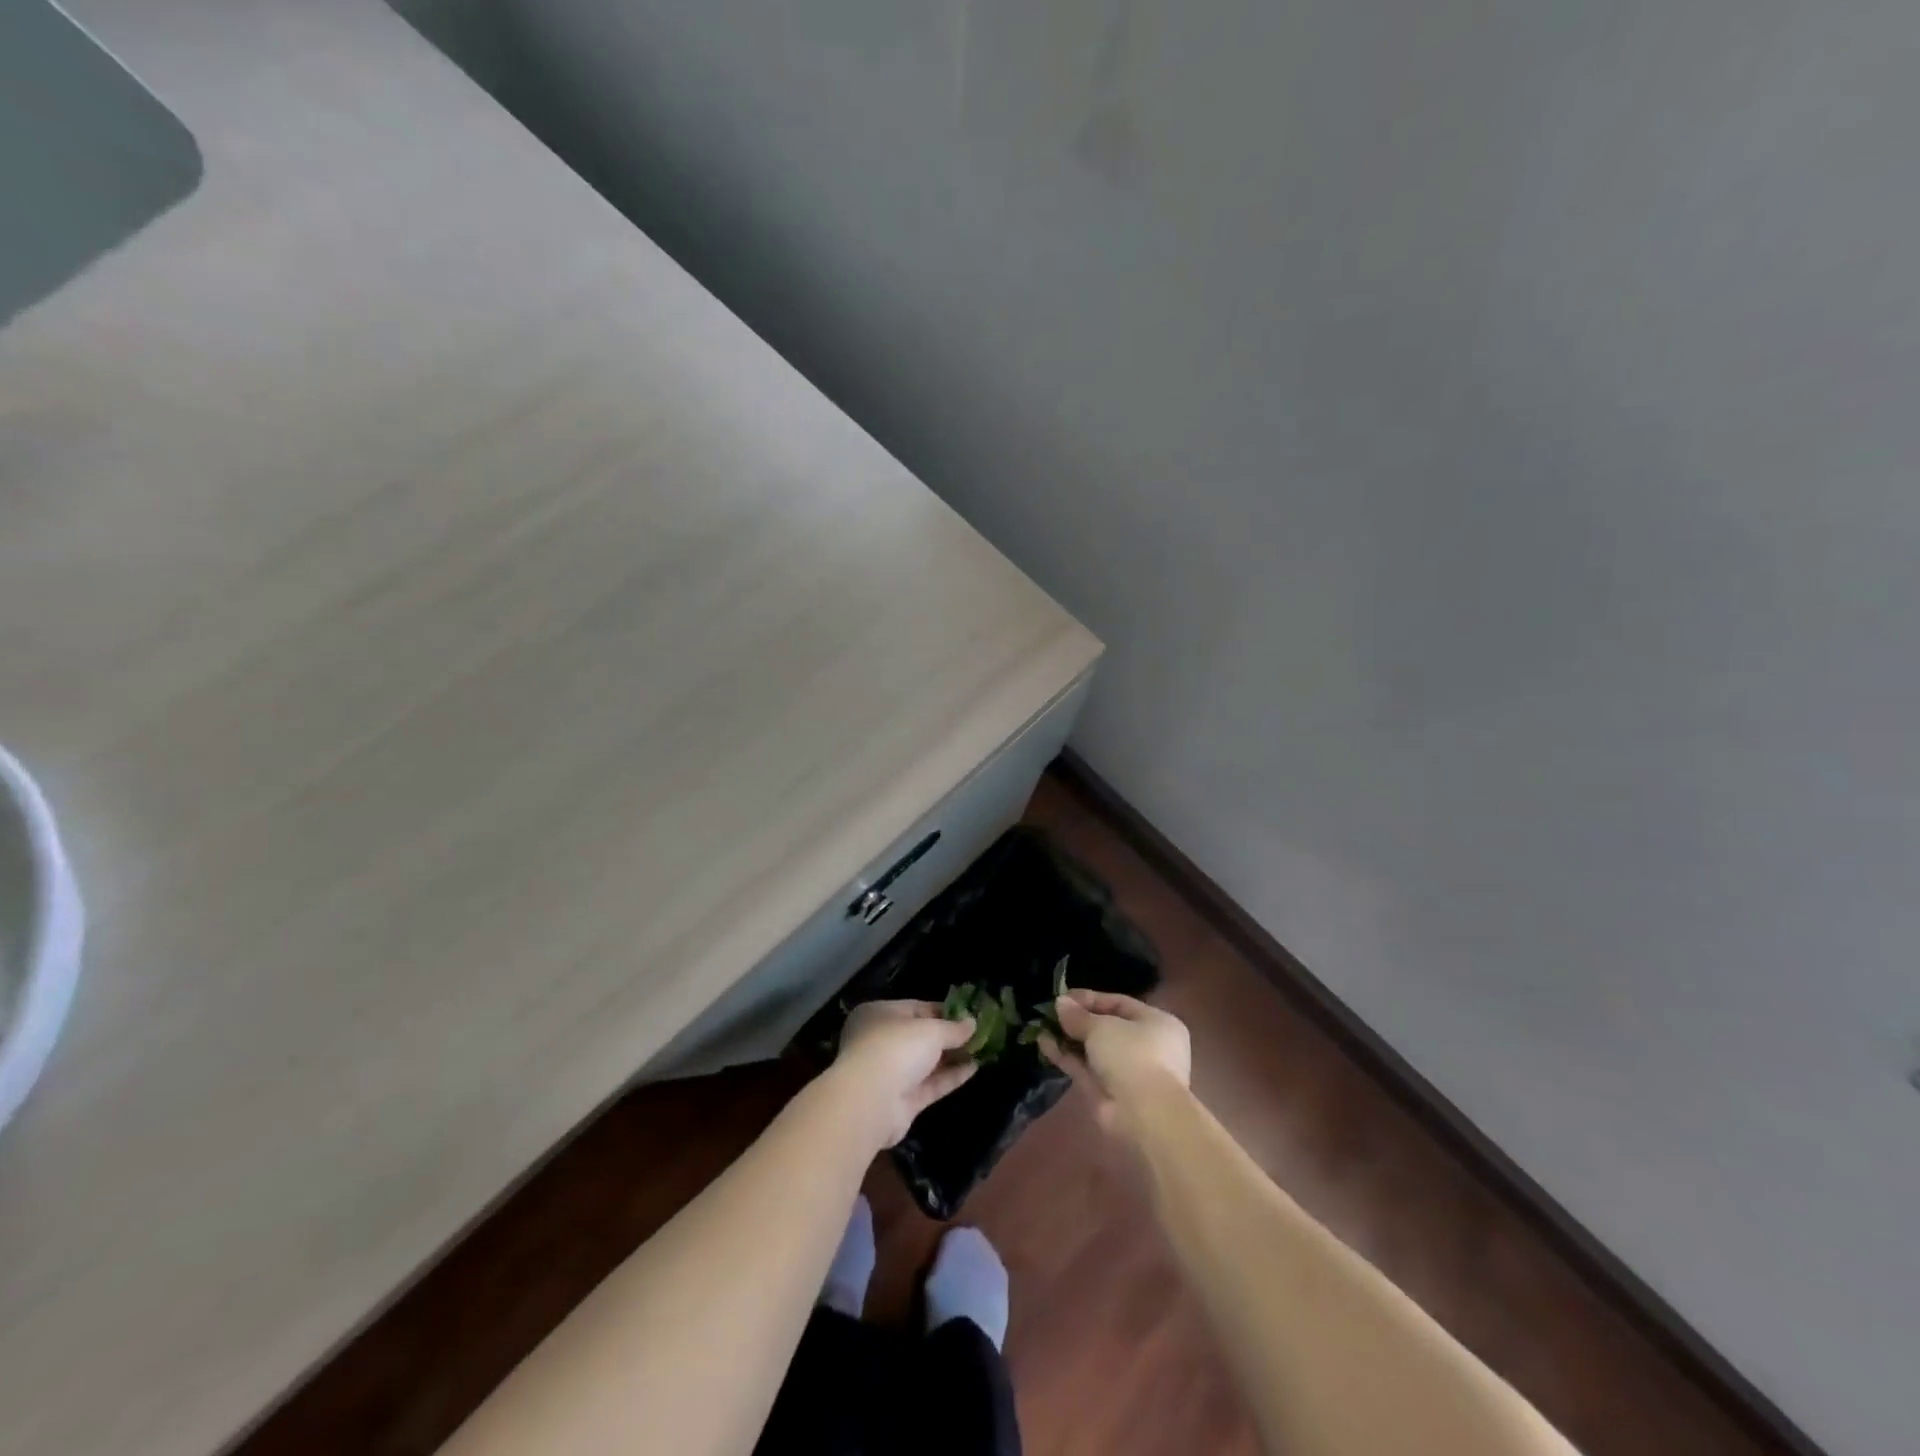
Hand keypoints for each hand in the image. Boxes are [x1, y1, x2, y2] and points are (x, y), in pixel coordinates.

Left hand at [832, 999, 979, 1147]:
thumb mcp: (931, 1030)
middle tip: (978, 1033)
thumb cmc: (897, 1048)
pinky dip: (950, 1077)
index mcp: (878, 1015)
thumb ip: (953, 1028)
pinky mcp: (901, 1101)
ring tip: (982, 1050)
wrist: (871, 1101)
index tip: (968, 1014)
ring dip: (952, 1057)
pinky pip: (929, 1084)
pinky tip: (974, 1069)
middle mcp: (880, 1042)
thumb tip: (972, 1023)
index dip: (943, 1011)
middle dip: (948, 1036)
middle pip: (920, 1037)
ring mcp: (890, 1073)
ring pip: (926, 1062)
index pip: (915, 1008)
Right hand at [1040, 989, 1191, 1135]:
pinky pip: (1085, 1068)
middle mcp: (1145, 1046)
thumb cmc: (1132, 1055)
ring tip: (1042, 1026)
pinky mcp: (1108, 1092)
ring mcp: (1126, 1072)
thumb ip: (1078, 1015)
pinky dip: (1066, 1057)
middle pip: (1106, 1027)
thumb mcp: (1102, 1026)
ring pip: (1093, 1050)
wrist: (1143, 1115)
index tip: (1063, 997)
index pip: (1119, 1003)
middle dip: (1077, 1020)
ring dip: (1068, 1038)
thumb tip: (1060, 1003)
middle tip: (1051, 1012)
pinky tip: (1044, 1044)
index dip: (1090, 999)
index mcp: (1156, 1023)